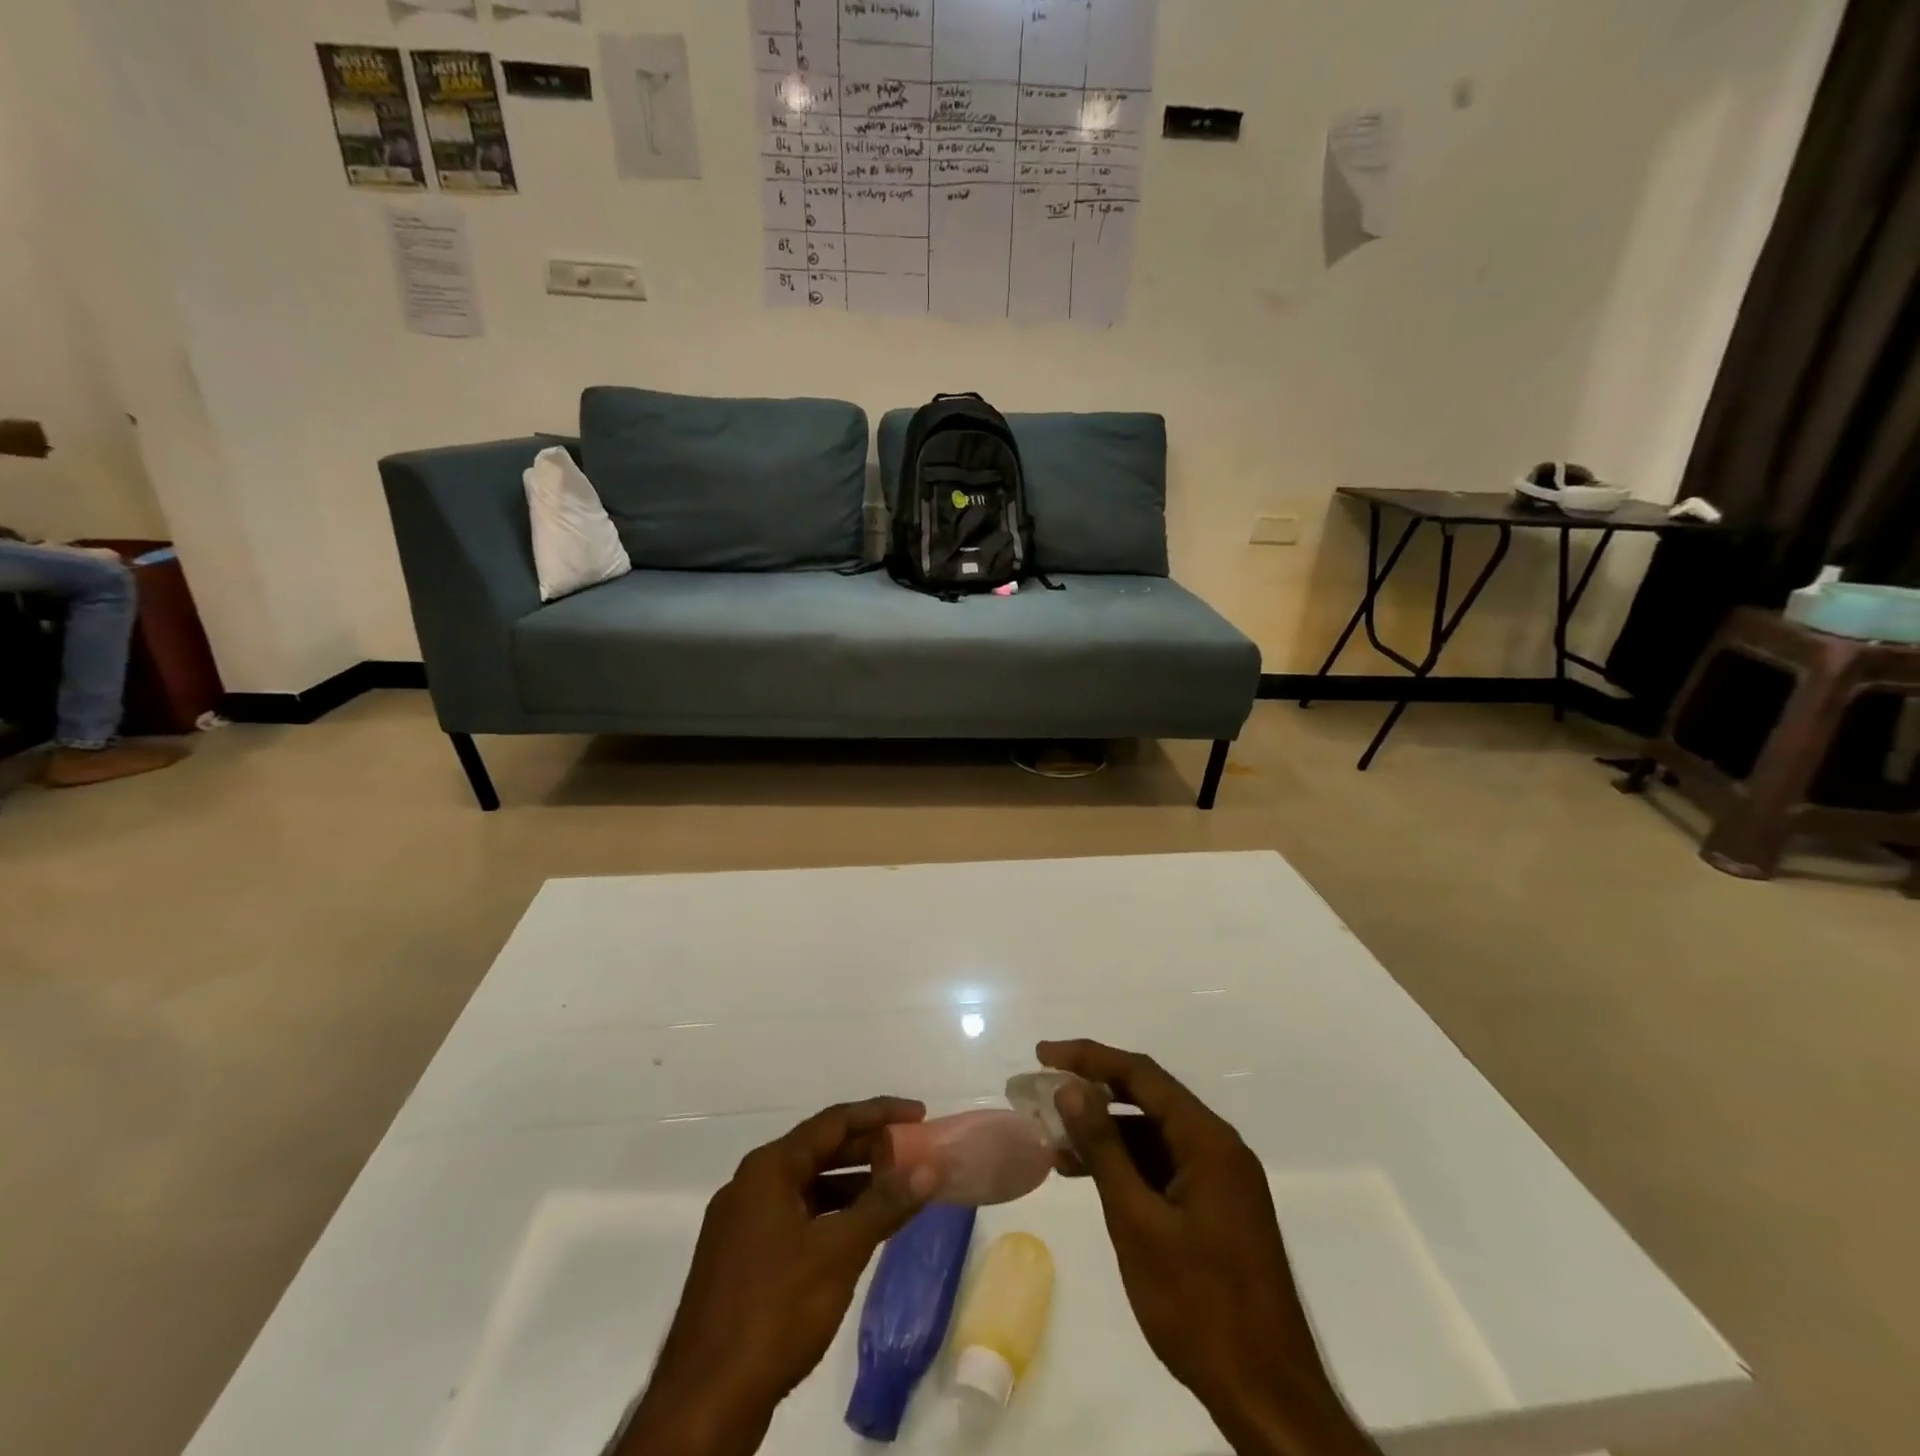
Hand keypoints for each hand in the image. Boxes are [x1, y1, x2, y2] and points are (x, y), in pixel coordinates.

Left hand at [620, 1099, 937, 1455]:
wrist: (703, 1404)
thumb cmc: (774, 1312)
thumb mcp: (839, 1254)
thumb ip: (885, 1205)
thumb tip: (929, 1169)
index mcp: (768, 1169)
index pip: (833, 1122)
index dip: (879, 1114)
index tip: (919, 1115)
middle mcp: (750, 1185)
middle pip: (818, 1151)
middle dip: (867, 1149)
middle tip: (912, 1152)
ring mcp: (741, 1224)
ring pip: (806, 1187)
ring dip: (850, 1185)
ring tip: (894, 1190)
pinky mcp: (740, 1260)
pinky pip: (795, 1217)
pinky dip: (829, 1216)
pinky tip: (856, 1234)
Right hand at [1038, 1040, 1378, 1455]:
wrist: (1268, 1398)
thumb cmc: (1199, 1306)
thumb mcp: (1137, 1222)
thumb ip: (1104, 1148)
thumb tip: (1070, 1088)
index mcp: (1208, 1141)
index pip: (1141, 1075)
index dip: (1089, 1058)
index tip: (1044, 1055)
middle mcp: (1219, 1148)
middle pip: (1149, 1098)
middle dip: (1094, 1091)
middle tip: (1044, 1093)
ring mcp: (1221, 1180)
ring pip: (1154, 1135)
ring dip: (1106, 1133)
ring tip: (1054, 1143)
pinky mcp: (1217, 1209)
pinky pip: (1164, 1166)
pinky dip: (1126, 1165)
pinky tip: (1089, 1177)